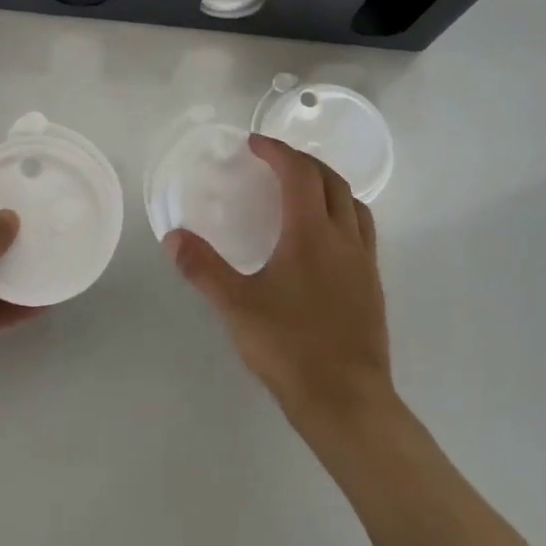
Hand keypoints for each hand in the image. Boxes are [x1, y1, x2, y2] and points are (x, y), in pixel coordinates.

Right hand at [164, 136, 394, 432]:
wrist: (348, 401)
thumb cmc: (290, 348)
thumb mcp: (236, 307)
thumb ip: (202, 268)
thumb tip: (173, 236)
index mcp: (311, 234)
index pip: (299, 173)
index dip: (277, 151)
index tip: (254, 144)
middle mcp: (343, 238)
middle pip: (332, 181)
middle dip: (303, 162)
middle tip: (274, 161)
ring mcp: (364, 262)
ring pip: (354, 204)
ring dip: (328, 184)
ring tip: (302, 189)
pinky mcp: (373, 285)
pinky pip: (361, 230)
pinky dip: (342, 212)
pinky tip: (322, 237)